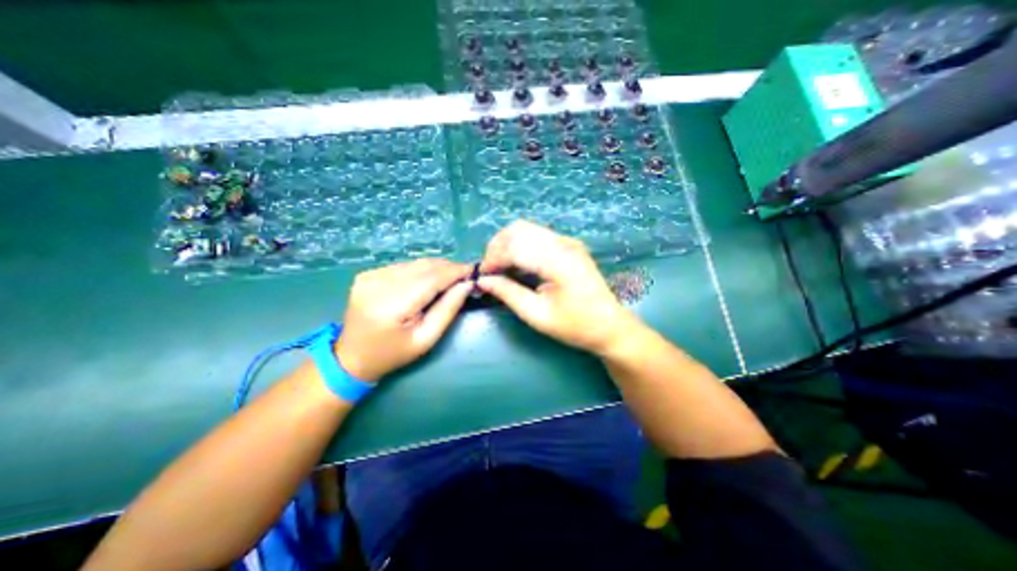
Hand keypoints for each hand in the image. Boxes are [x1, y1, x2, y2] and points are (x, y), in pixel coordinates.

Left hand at [338, 262, 475, 381]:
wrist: (352, 357)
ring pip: (414, 263)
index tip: (474, 270)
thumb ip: (448, 309)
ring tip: (449, 279)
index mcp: (391, 306)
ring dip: (435, 268)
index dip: (455, 272)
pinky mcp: (367, 274)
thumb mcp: (426, 339)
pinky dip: (420, 270)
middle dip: (448, 268)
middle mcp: (377, 284)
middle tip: (465, 275)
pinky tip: (426, 282)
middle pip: (423, 267)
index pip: (431, 279)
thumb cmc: (394, 354)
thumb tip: (467, 284)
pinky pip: (403, 266)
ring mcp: (369, 276)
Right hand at [478, 221, 632, 354]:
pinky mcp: (569, 245)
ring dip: (508, 243)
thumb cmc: (575, 325)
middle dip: (497, 246)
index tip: (482, 275)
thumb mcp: (537, 315)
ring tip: (500, 266)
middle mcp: (564, 244)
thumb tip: (483, 281)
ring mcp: (568, 241)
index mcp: (558, 262)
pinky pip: (537, 235)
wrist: (610, 326)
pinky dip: (521, 244)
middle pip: (519, 229)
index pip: (515, 248)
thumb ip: (508, 294)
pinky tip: (518, 263)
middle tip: (490, 270)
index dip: (493, 259)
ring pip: (527, 228)